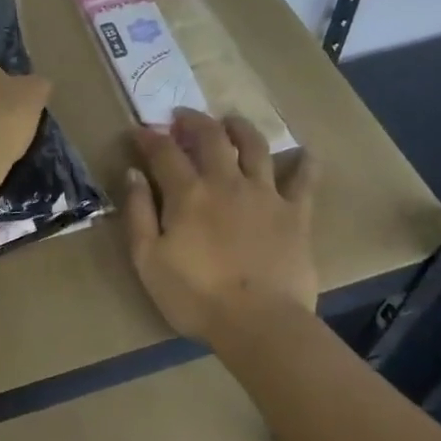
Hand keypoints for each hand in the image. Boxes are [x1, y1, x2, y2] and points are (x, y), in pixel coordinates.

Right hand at [125, 109, 318, 344]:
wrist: (259, 324)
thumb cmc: (195, 297)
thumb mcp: (148, 260)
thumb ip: (138, 213)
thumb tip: (134, 174)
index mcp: (188, 193)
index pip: (164, 152)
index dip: (149, 137)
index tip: (139, 131)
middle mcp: (227, 182)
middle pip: (211, 136)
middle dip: (194, 120)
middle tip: (183, 117)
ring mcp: (265, 194)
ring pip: (255, 146)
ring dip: (240, 128)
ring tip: (231, 122)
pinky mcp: (296, 213)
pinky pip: (304, 180)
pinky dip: (305, 164)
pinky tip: (306, 153)